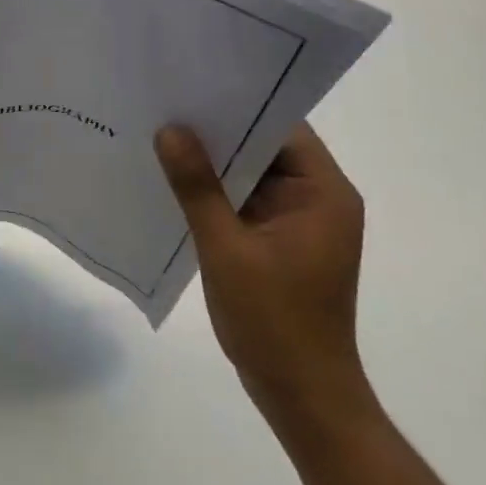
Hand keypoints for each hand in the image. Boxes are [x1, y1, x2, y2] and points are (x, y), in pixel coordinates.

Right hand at [155, 122, 371, 427]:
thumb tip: (170, 129)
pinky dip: (215, 190)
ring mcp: (298, 221)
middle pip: (265, 146)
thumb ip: (198, 187)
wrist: (302, 399)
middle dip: (217, 131)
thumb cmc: (275, 323)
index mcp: (323, 193)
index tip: (191, 85)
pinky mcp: (279, 240)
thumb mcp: (228, 249)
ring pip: (251, 172)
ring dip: (213, 161)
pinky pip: (245, 199)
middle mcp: (317, 198)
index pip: (282, 128)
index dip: (238, 104)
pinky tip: (174, 180)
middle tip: (165, 104)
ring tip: (161, 133)